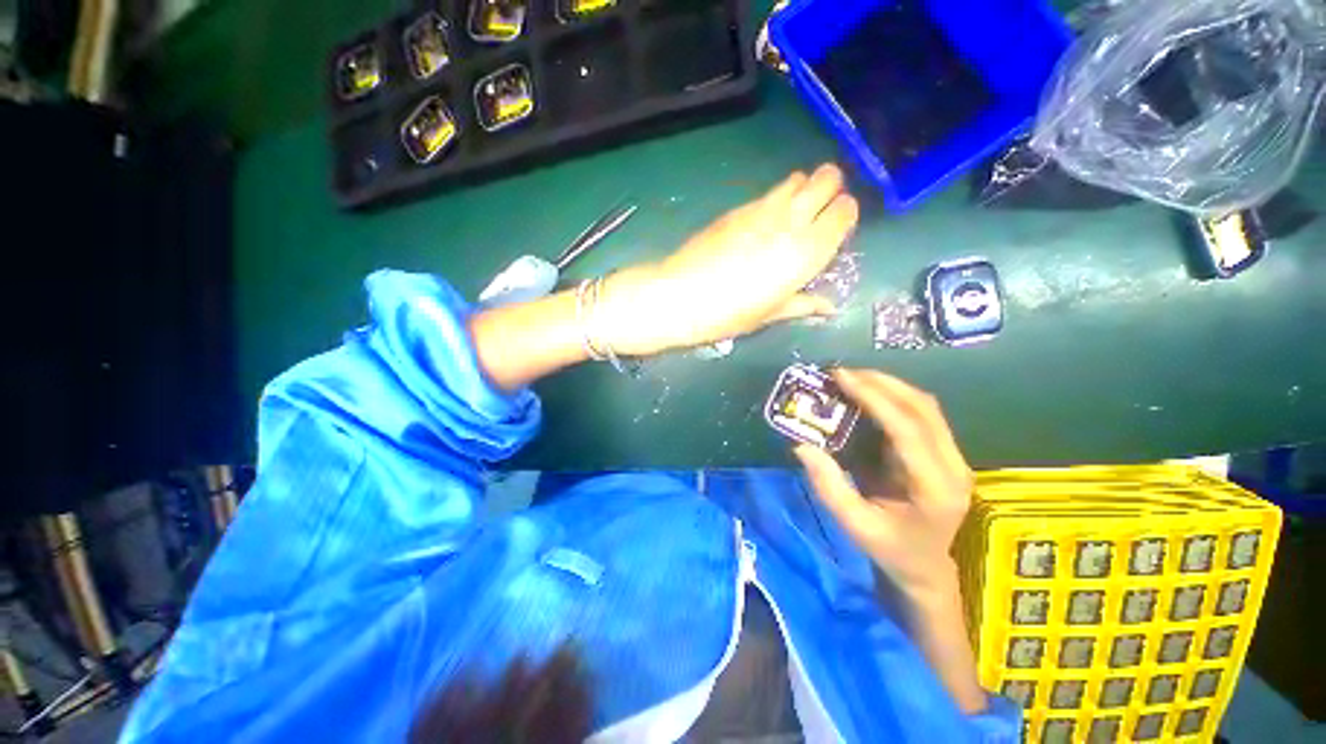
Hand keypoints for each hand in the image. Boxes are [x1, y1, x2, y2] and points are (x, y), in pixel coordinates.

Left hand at [601, 164, 858, 355]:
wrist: (682, 295)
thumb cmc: (730, 313)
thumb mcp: (770, 314)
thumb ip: (803, 304)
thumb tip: (828, 306)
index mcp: (808, 250)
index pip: (847, 210)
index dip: (844, 216)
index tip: (834, 233)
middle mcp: (791, 220)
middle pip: (828, 177)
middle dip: (830, 190)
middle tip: (817, 216)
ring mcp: (762, 209)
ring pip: (798, 177)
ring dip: (802, 190)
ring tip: (789, 217)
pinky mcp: (737, 207)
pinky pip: (768, 191)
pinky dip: (775, 200)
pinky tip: (760, 225)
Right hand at [793, 369, 972, 600]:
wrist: (928, 570)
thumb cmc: (892, 551)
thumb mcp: (855, 525)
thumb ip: (828, 485)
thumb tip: (801, 445)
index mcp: (935, 488)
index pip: (908, 429)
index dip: (875, 398)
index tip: (842, 378)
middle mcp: (954, 466)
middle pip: (923, 408)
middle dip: (881, 383)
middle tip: (842, 373)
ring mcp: (954, 458)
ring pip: (926, 406)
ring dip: (889, 386)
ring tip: (852, 378)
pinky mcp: (945, 453)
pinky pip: (921, 414)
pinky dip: (894, 398)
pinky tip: (869, 394)